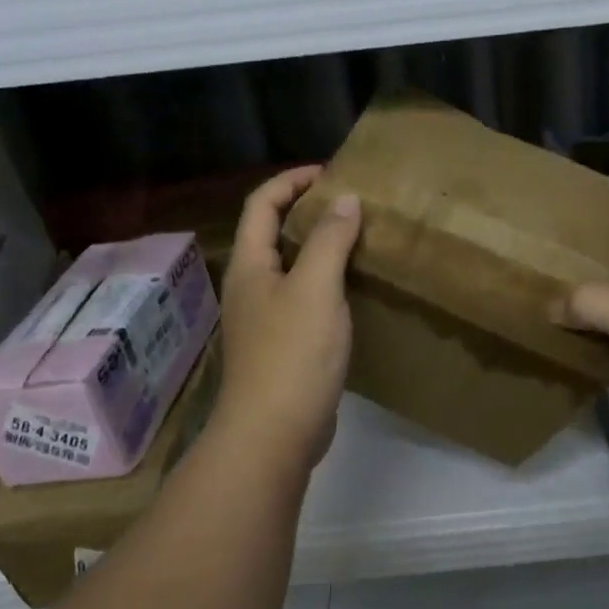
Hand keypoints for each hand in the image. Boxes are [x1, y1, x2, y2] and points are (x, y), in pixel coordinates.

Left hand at [211, 167, 361, 475]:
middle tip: (351, 203)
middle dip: (307, 210)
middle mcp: (251, 286)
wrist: (274, 434)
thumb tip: (345, 199)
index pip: (261, 204)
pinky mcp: (282, 345)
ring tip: (358, 238)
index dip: (291, 181)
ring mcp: (265, 318)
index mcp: (250, 266)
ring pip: (290, 266)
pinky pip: (303, 296)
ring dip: (319, 245)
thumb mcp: (316, 288)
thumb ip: (329, 240)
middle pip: (272, 232)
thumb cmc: (292, 354)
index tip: (331, 174)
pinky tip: (353, 288)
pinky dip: (326, 280)